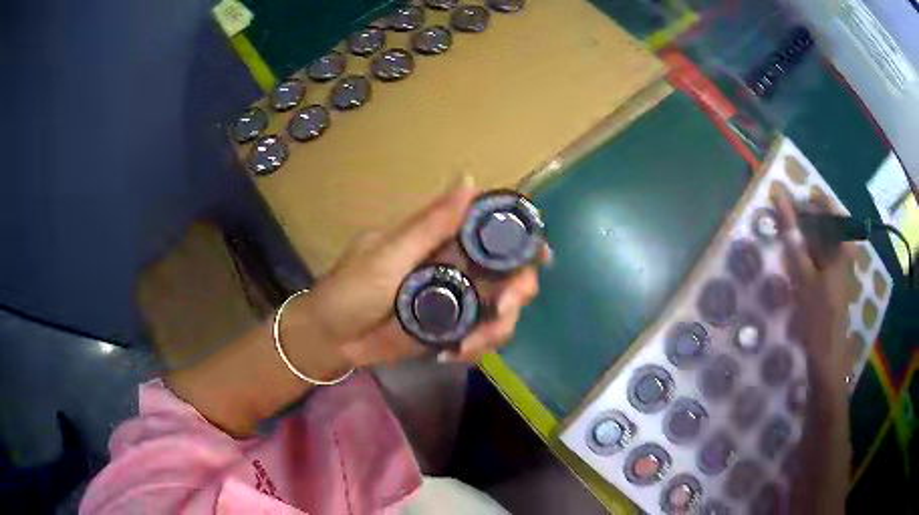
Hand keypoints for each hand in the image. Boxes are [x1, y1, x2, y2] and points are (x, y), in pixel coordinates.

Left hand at [303, 177, 545, 367]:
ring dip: (498, 328)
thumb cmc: (350, 290)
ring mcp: (456, 301)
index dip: (521, 237)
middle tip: (503, 309)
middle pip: (509, 272)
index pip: (491, 229)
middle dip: (518, 290)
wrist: (331, 339)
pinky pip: (482, 337)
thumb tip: (469, 179)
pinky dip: (478, 348)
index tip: (539, 255)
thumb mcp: (386, 255)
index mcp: (441, 240)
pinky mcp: (451, 330)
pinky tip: (452, 355)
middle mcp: (457, 267)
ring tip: (466, 346)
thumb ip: (429, 225)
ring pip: (502, 308)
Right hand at [774, 193, 852, 395]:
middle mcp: (845, 252)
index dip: (811, 201)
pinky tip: (799, 260)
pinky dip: (811, 252)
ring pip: (826, 240)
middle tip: (787, 217)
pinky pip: (824, 255)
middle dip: (808, 217)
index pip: (830, 208)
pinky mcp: (836, 280)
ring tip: (790, 236)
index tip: (791, 199)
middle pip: (829, 223)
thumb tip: (780, 199)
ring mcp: (842, 267)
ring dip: (808, 235)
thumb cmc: (818, 314)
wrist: (827, 356)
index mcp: (843, 245)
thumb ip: (793, 237)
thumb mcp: (803, 274)